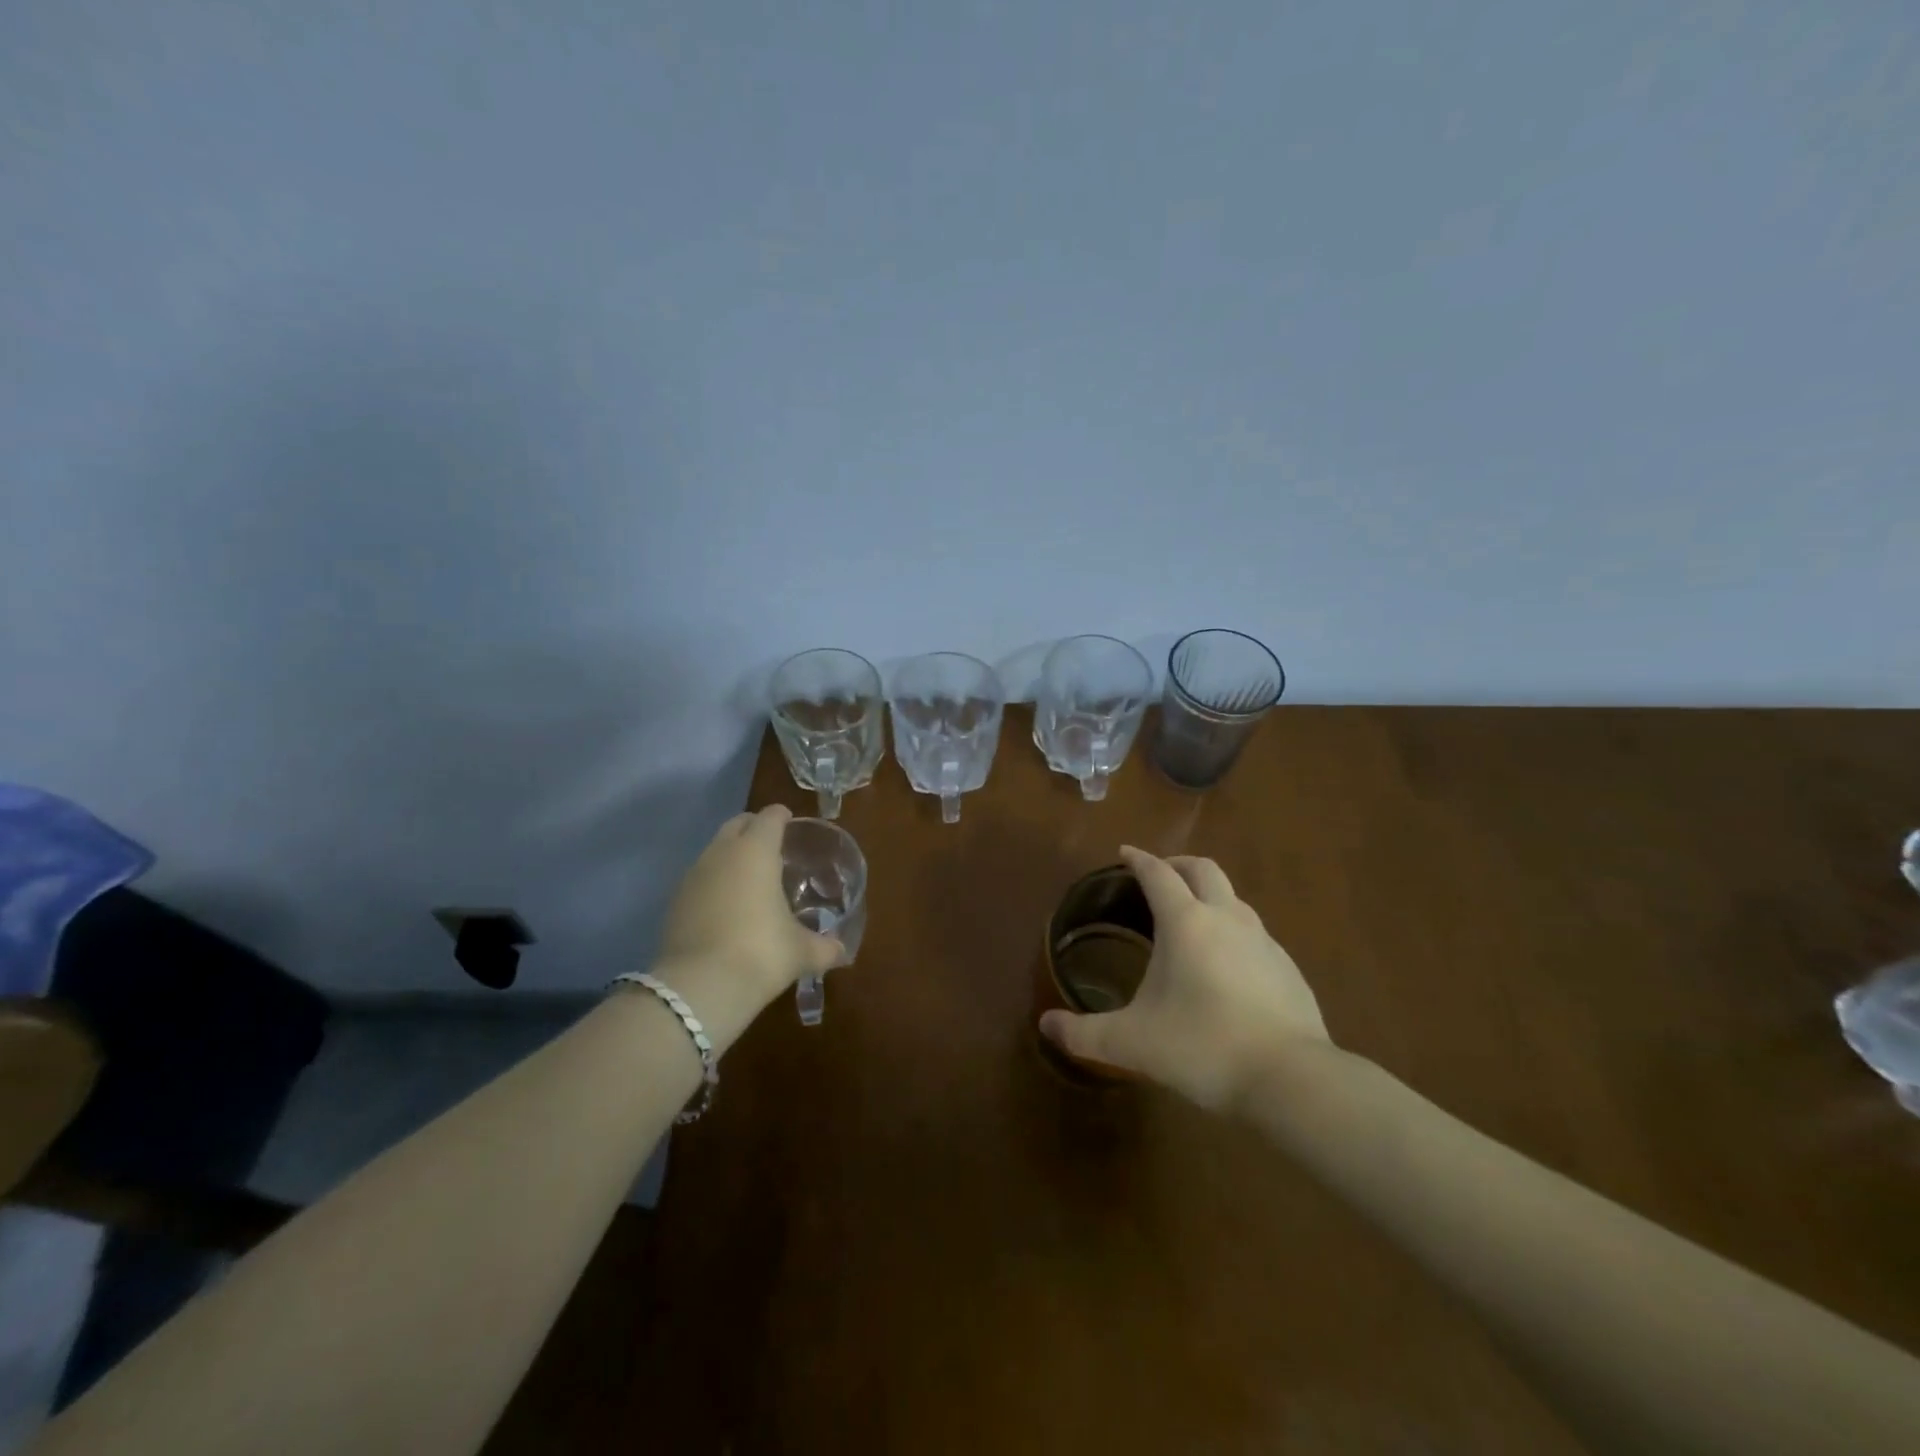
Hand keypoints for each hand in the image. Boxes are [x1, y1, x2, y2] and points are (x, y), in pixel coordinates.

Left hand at [652, 805, 842, 1033]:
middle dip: (754, 828)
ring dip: (731, 855)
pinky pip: (699, 878)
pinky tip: (726, 907)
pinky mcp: (674, 902)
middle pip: (737, 824)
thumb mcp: (801, 952)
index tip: (792, 824)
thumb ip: (825, 947)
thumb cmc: (760, 953)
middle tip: (773, 847)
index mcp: (756, 851)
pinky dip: (714, 882)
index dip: (782, 817)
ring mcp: (692, 876)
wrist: (699, 988)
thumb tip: (842, 952)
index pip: (770, 817)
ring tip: (750, 878)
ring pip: (714, 850)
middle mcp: (721, 853)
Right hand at [1039, 845, 1332, 1110]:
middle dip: (1178, 864)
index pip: (1158, 874)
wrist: (1291, 1080)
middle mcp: (1227, 918)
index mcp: (1186, 922)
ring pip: (1233, 898)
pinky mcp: (1288, 968)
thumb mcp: (1132, 1043)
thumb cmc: (1202, 1048)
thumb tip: (1046, 1025)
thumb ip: (1084, 1034)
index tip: (1125, 853)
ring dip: (1209, 895)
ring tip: (1191, 919)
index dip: (1138, 859)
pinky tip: (1227, 965)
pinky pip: (1255, 933)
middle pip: (1203, 869)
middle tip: (1159, 876)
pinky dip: (1233, 930)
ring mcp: (1264, 941)